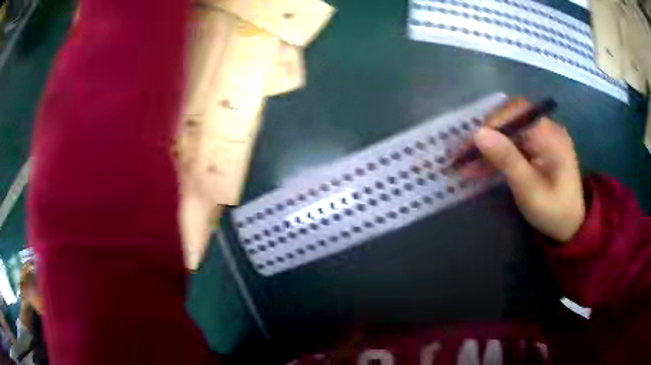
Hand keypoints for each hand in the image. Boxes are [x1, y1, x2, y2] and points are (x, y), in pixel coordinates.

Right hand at [467, 98, 584, 242]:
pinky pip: (514, 142)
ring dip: (489, 145)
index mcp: (550, 135)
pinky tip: (482, 166)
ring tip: (467, 163)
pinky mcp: (538, 147)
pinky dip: (497, 153)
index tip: (472, 143)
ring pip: (510, 131)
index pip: (518, 112)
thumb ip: (507, 160)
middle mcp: (547, 128)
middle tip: (464, 155)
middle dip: (487, 134)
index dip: (493, 122)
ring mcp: (543, 137)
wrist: (571, 227)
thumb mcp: (530, 190)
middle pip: (512, 119)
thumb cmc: (554, 212)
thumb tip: (478, 133)